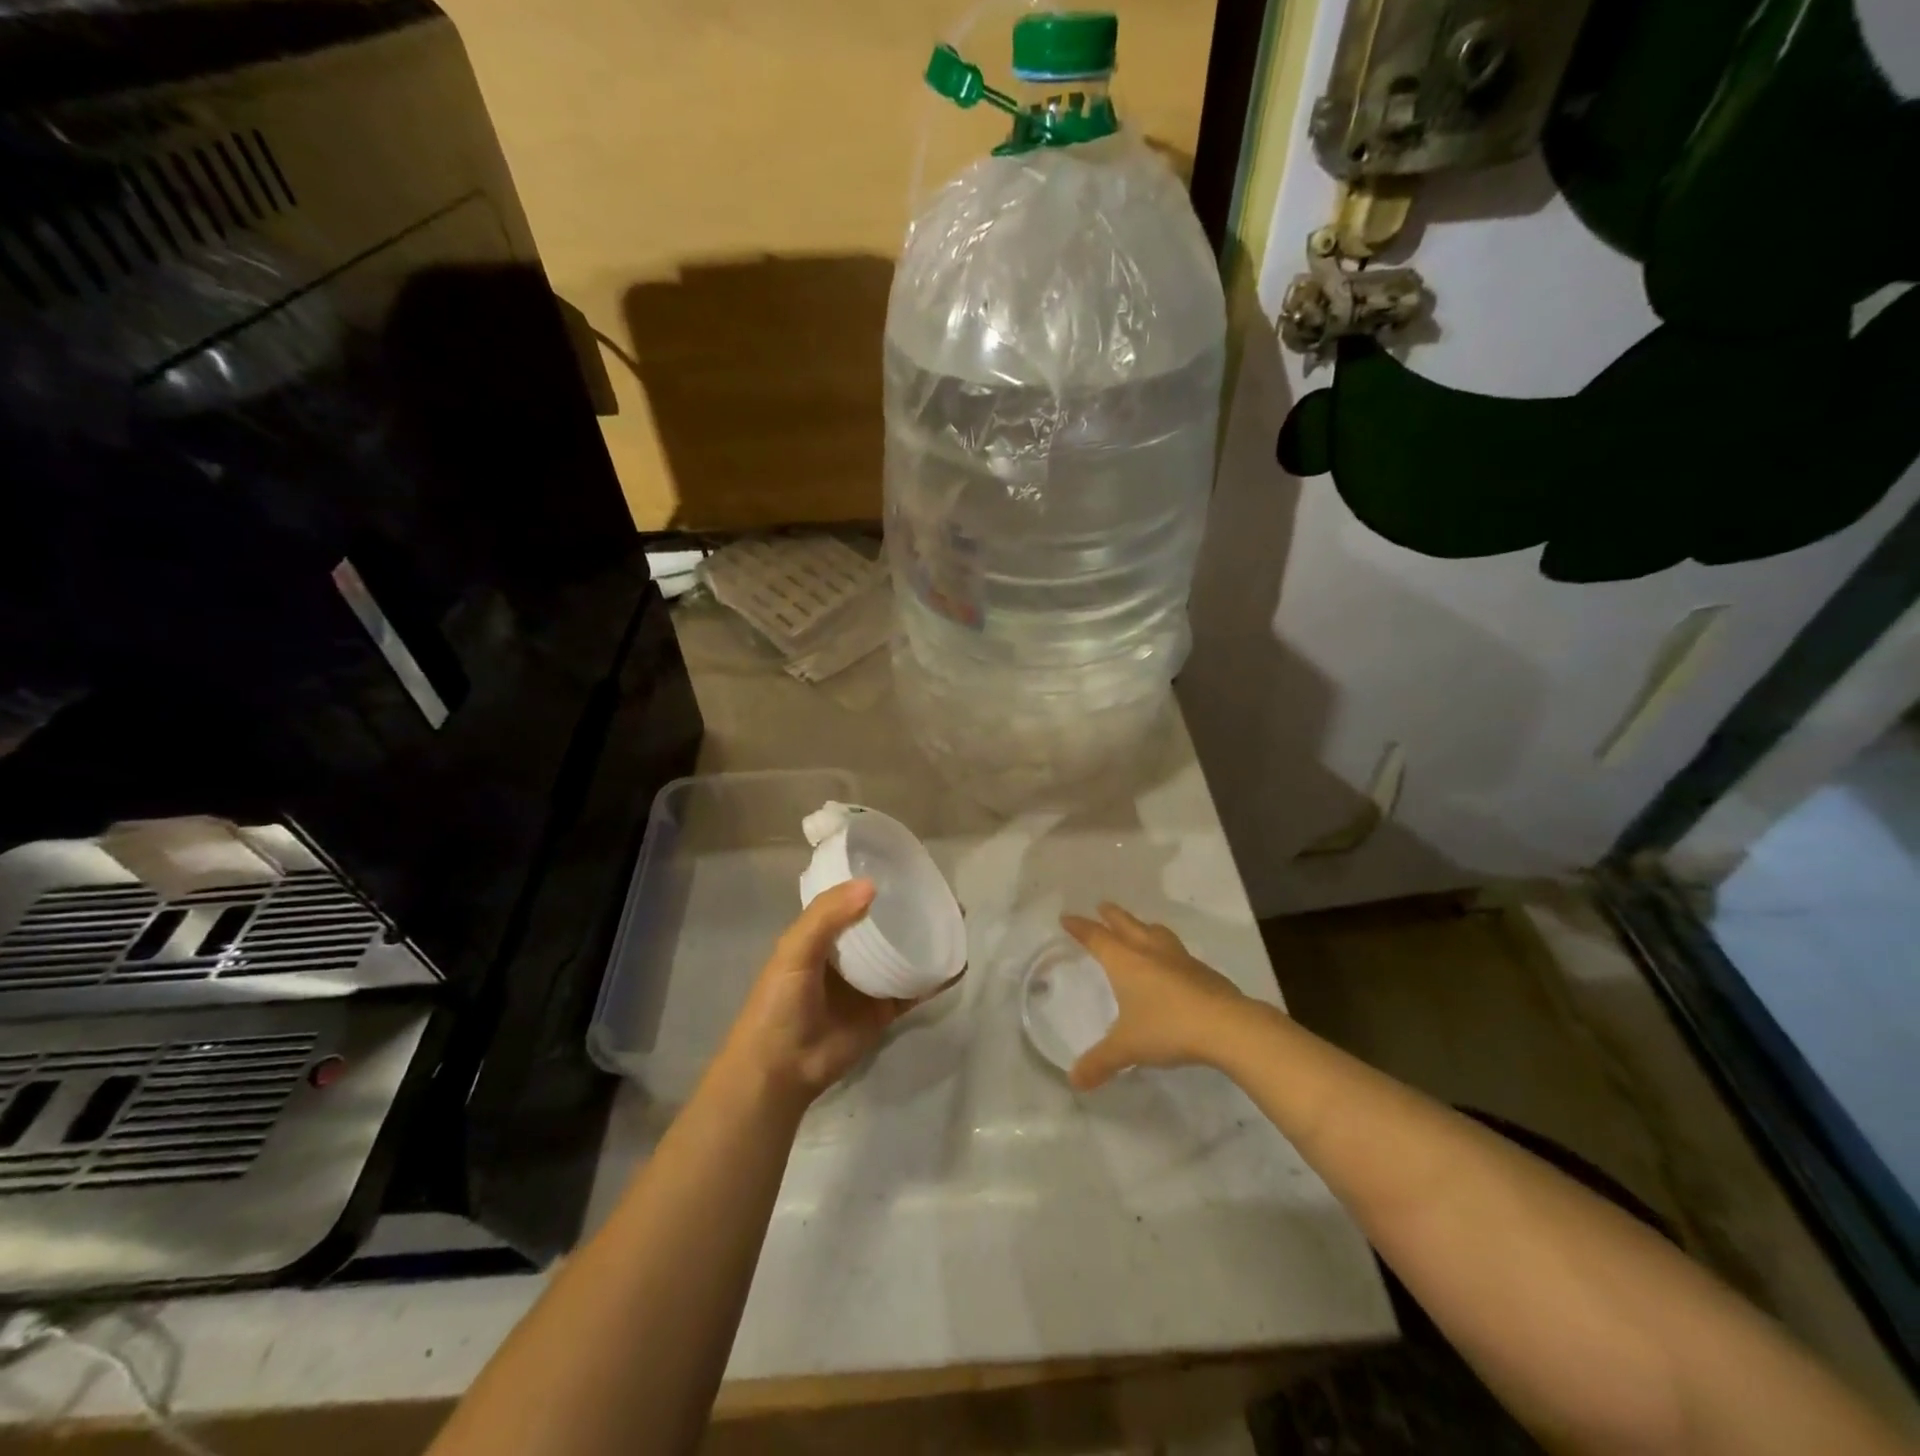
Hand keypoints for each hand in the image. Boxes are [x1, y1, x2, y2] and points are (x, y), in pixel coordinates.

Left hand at [720, 879, 957, 1103]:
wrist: (781, 1070)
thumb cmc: (779, 1004)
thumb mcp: (793, 951)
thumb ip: (826, 916)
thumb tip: (872, 885)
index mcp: (822, 934)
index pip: (853, 900)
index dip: (875, 882)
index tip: (906, 867)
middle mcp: (848, 954)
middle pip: (884, 924)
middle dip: (908, 909)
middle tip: (941, 892)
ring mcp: (868, 983)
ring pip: (903, 953)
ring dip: (926, 939)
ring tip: (957, 921)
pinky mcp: (884, 1010)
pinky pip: (914, 989)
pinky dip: (935, 978)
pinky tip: (957, 963)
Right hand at [1062, 903, 1250, 1089]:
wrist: (1226, 1025)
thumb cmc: (1168, 1028)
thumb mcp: (1127, 1048)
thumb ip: (1100, 1062)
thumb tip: (1074, 1081)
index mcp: (1125, 961)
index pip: (1096, 937)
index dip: (1080, 927)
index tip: (1067, 917)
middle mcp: (1149, 951)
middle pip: (1126, 924)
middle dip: (1111, 915)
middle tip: (1101, 907)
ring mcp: (1179, 958)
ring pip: (1156, 933)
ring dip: (1142, 927)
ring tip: (1139, 928)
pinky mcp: (1202, 971)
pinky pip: (1177, 952)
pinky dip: (1166, 950)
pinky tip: (1172, 964)